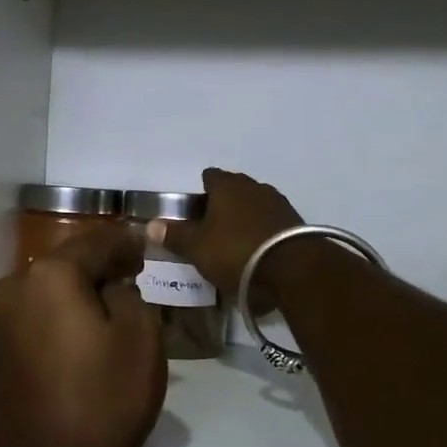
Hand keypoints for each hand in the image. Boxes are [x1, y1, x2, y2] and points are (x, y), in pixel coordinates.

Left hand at [0, 223, 166, 446]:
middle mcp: (14, 287)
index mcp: (49, 275)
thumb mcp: (140, 337)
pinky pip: (35, 315)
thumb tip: (110, 286)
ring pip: (47, 289)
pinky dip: (58, 312)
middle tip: (131, 268)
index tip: (144, 243)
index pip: (94, 243)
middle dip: (99, 262)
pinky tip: (81, 327)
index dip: (124, 241)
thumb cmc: (105, 398)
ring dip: (76, 289)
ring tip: (109, 297)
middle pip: (65, 262)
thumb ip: (128, 293)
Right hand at [151, 168, 303, 302]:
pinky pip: (271, 222)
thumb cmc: (236, 251)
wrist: (294, 270)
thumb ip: (174, 235)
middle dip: (222, 204)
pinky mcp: (296, 223)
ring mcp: (278, 203)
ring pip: (254, 205)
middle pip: (233, 189)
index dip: (199, 191)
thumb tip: (150, 225)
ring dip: (244, 217)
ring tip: (233, 241)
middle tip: (209, 227)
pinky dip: (262, 231)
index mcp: (227, 186)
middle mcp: (254, 187)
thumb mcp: (197, 247)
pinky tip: (256, 250)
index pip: (210, 177)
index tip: (192, 210)